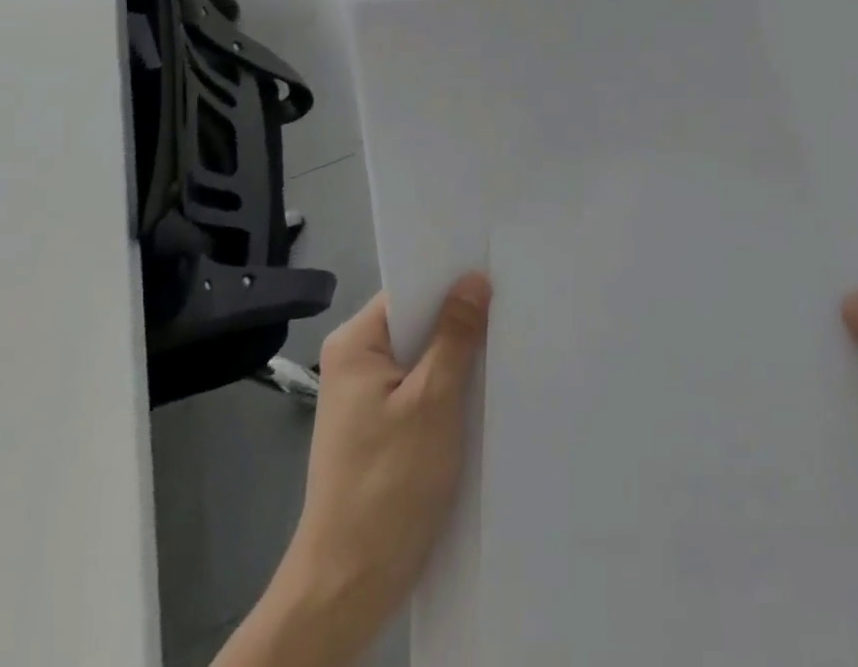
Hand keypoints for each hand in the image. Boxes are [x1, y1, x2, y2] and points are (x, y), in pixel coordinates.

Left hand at [241, 275, 489, 666]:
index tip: (495, 271)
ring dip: (457, 356)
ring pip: (421, 357)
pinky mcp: (379, 428)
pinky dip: (448, 387)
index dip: (451, 280)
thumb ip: (455, 336)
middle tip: (510, 306)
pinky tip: (482, 390)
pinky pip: (419, 388)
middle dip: (459, 319)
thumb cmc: (388, 484)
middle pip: (416, 322)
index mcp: (355, 343)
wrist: (347, 587)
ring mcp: (365, 397)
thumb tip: (474, 279)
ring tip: (505, 342)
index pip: (409, 290)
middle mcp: (354, 361)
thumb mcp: (433, 401)